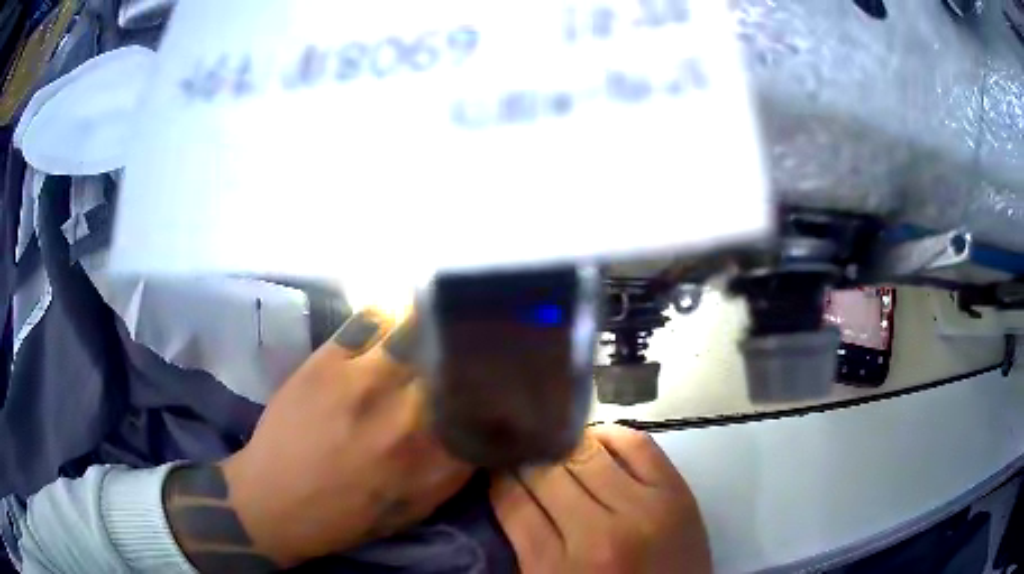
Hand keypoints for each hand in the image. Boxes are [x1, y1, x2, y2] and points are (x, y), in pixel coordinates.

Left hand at [163, 310, 472, 570]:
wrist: (276, 502)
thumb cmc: (348, 515)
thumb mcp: (415, 507)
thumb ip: (454, 468)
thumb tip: (480, 425)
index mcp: (433, 459)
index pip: (485, 406)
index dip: (499, 381)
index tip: (506, 365)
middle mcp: (407, 417)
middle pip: (456, 363)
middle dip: (472, 345)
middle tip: (481, 329)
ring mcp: (364, 383)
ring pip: (417, 333)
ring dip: (435, 319)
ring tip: (448, 306)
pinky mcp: (327, 363)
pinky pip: (370, 322)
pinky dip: (391, 311)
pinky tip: (401, 306)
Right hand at [491, 424, 710, 573]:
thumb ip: (525, 545)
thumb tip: (509, 491)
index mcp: (556, 567)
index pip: (512, 501)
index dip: (499, 478)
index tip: (497, 468)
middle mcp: (599, 534)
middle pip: (546, 472)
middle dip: (528, 460)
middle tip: (524, 456)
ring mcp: (643, 509)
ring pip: (587, 451)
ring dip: (564, 446)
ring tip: (558, 448)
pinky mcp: (676, 494)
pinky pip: (637, 443)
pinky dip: (611, 435)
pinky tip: (597, 442)